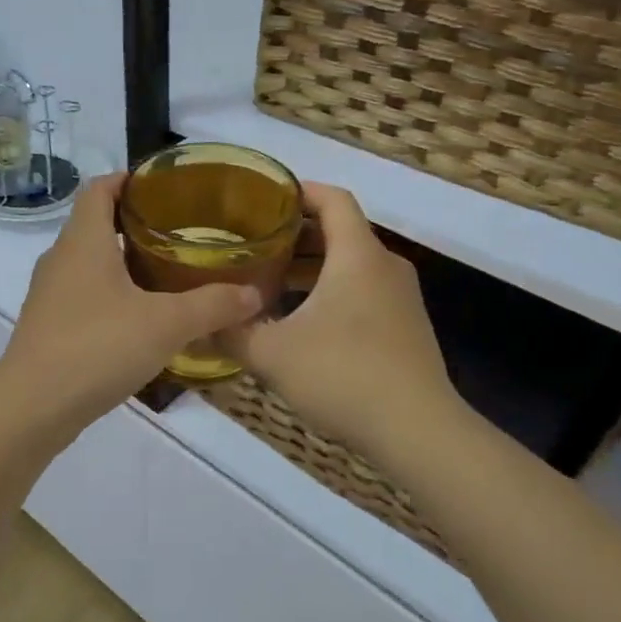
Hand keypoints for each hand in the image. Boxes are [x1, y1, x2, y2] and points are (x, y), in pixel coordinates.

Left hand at [0, 175, 262, 429]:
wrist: (33, 408)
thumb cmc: (97, 348)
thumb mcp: (166, 324)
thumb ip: (213, 305)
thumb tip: (254, 294)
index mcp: (83, 241)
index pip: (99, 188)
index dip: (128, 179)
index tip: (164, 186)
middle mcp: (60, 259)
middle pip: (95, 224)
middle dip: (136, 224)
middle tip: (181, 233)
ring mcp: (50, 295)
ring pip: (90, 264)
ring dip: (124, 263)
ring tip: (168, 275)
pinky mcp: (49, 327)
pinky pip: (84, 297)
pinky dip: (112, 296)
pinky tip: (141, 320)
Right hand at [222, 183, 462, 452]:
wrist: (416, 430)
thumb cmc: (342, 376)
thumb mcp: (272, 355)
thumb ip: (233, 333)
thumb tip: (204, 322)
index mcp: (357, 256)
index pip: (333, 199)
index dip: (299, 191)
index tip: (264, 196)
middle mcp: (385, 266)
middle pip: (341, 232)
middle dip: (297, 233)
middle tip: (253, 243)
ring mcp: (401, 298)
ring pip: (351, 265)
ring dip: (312, 267)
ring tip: (270, 281)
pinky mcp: (405, 326)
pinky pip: (363, 291)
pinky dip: (331, 291)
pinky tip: (301, 320)